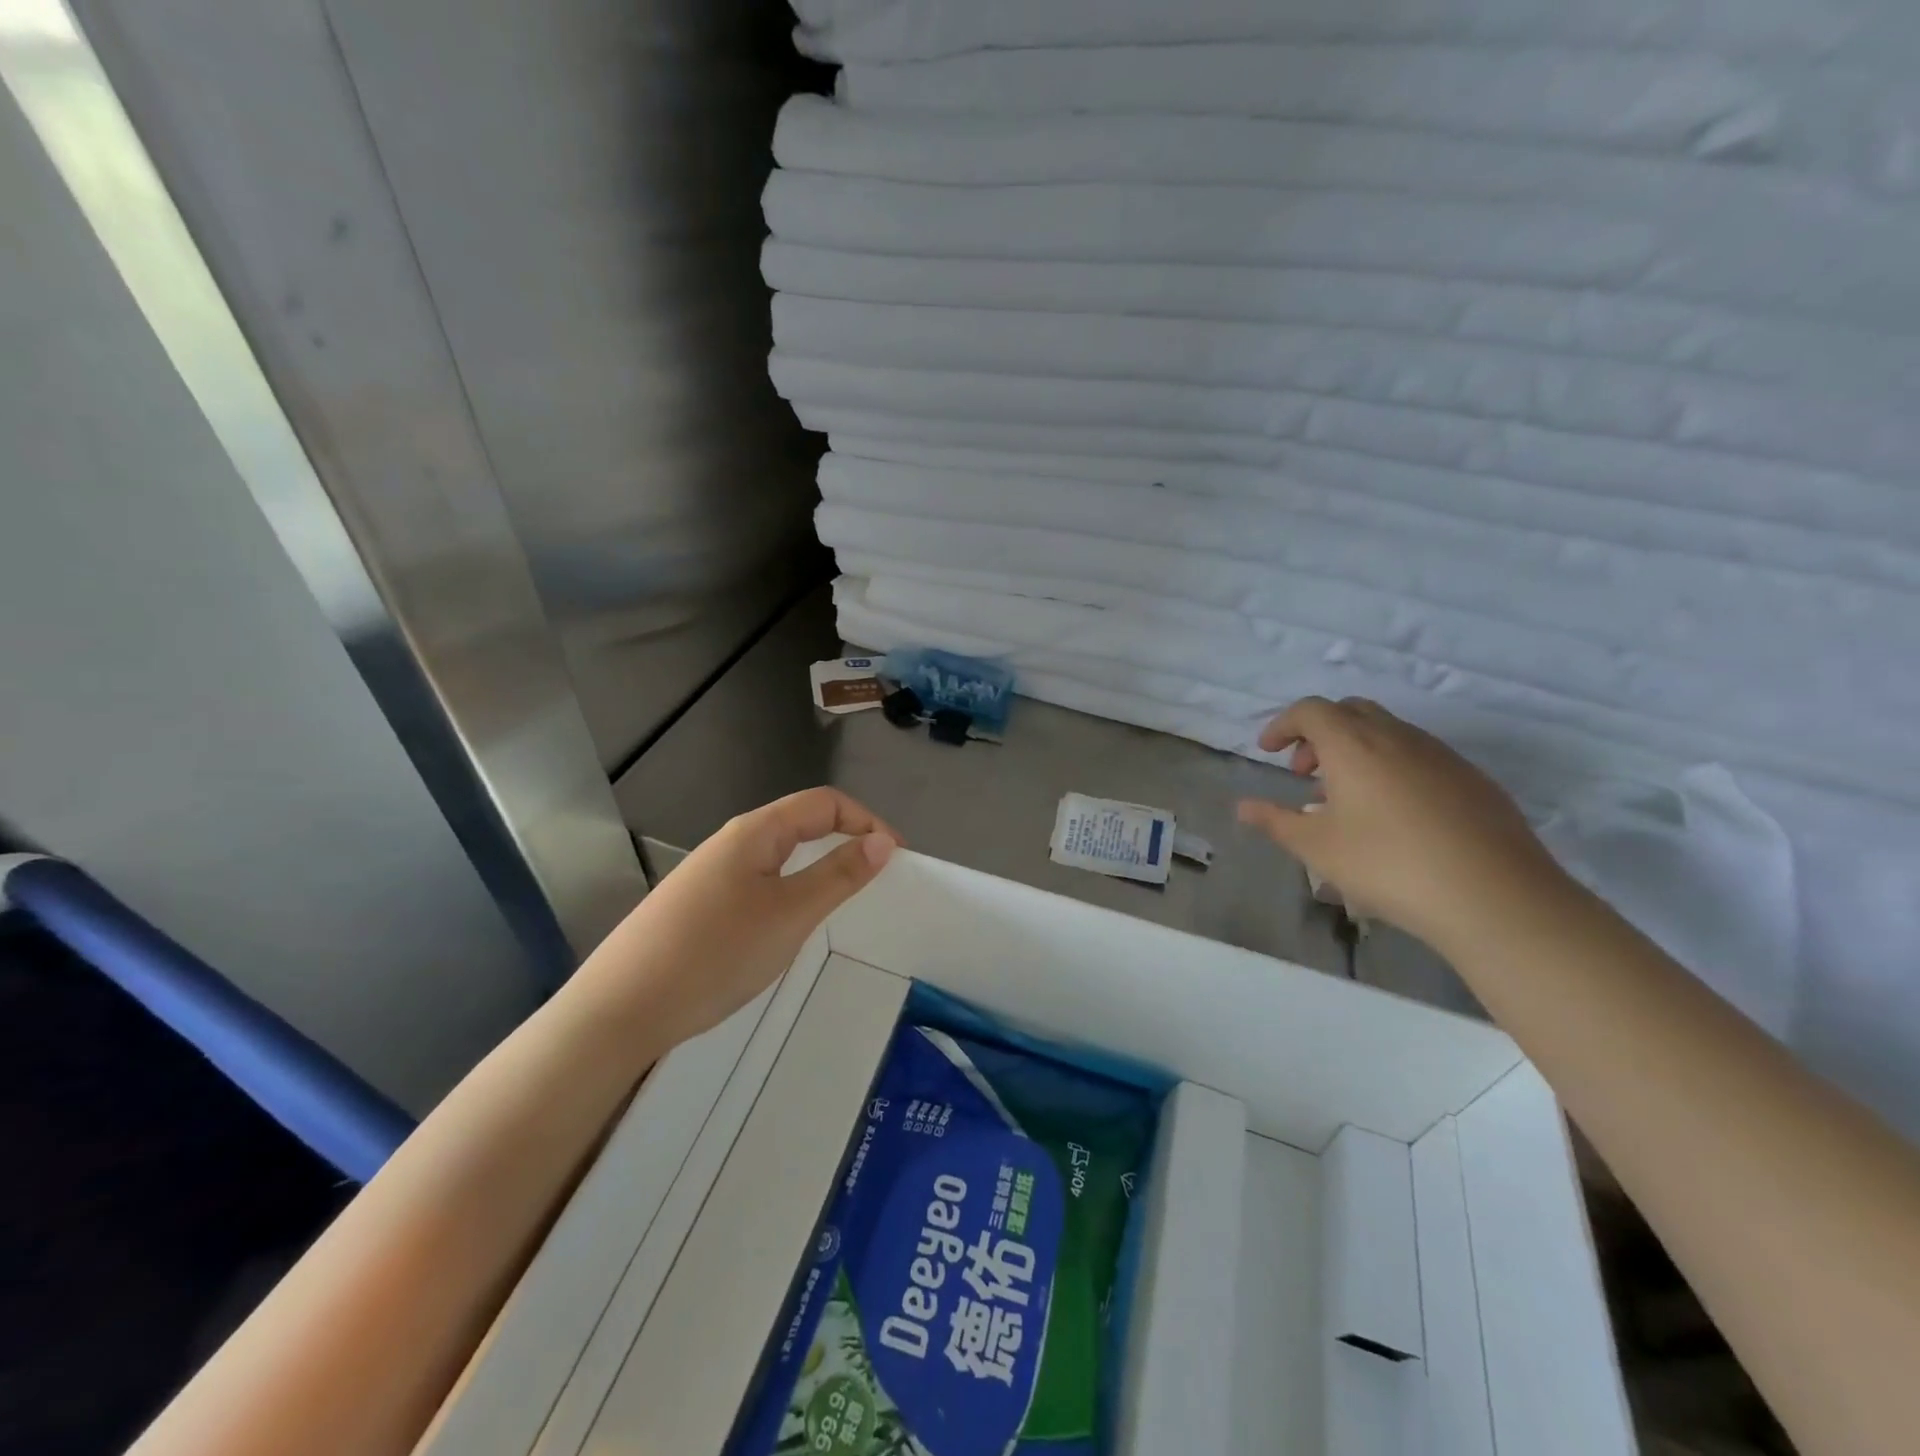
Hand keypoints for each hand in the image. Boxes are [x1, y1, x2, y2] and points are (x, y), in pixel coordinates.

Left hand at [582, 788, 899, 1050]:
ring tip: (838, 902)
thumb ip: (839, 875)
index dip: (867, 821)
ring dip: (816, 866)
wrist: (620, 1009)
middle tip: (875, 878)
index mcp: (756, 831)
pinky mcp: (696, 905)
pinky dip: (788, 890)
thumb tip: (882, 842)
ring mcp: (709, 874)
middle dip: (844, 839)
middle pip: (800, 822)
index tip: (898, 857)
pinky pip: (757, 882)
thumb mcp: (790, 914)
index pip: (825, 803)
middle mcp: (731, 842)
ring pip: (777, 855)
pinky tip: (784, 926)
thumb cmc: (715, 953)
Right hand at [1236, 697, 1565, 951]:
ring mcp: (1440, 755)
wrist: (1494, 896)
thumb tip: (1243, 807)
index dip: (1283, 724)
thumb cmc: (1388, 866)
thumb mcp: (1317, 848)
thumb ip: (1275, 821)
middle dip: (1319, 733)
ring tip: (1346, 799)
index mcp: (1353, 745)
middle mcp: (1397, 737)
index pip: (1310, 710)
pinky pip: (1418, 755)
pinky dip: (1391, 766)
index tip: (1268, 751)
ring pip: (1387, 732)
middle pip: (1350, 711)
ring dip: (1356, 750)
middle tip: (1305, 772)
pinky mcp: (1472, 778)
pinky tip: (1394, 815)